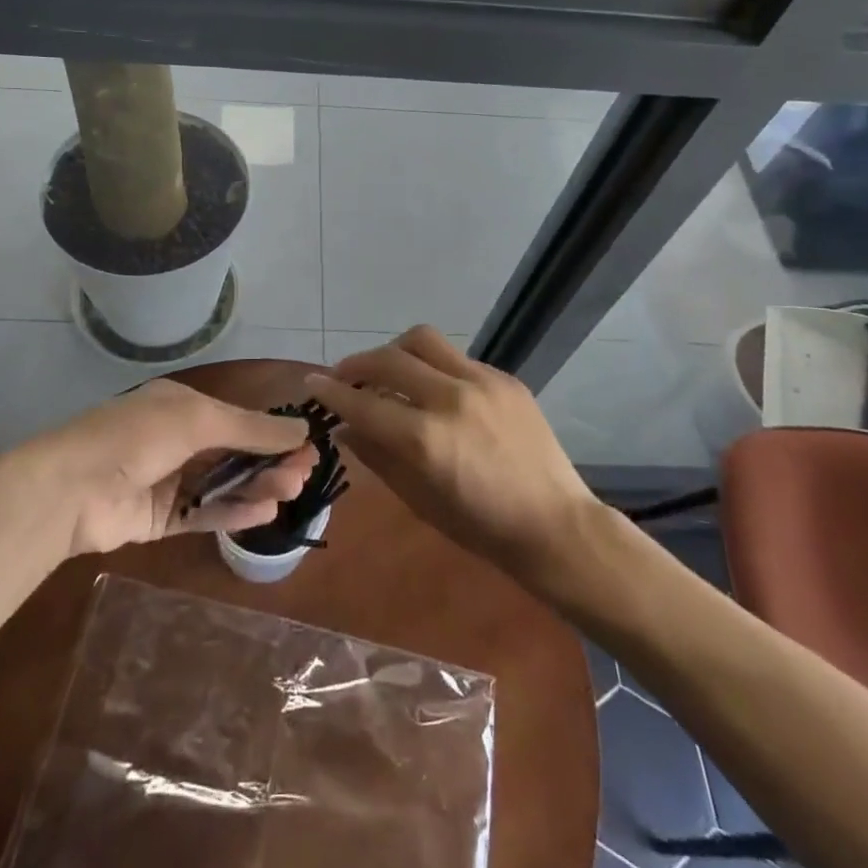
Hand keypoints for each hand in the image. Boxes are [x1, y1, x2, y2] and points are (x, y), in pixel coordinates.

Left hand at [31, 379, 314, 555]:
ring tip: (289, 492)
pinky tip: (263, 512)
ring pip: (223, 484)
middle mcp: (177, 439)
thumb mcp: (199, 420)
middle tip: (302, 475)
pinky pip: (204, 513)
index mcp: (182, 406)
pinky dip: (233, 512)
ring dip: (256, 486)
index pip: (238, 419)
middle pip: (234, 452)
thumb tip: (302, 428)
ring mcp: (168, 480)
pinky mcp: (160, 518)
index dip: (272, 433)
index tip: (307, 447)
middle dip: (269, 461)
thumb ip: (251, 428)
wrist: (71, 488)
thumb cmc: (138, 437)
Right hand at [305, 327, 598, 581]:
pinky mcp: (504, 378)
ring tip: (385, 370)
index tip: (312, 383)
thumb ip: (378, 457)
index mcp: (427, 440)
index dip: (332, 392)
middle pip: (388, 359)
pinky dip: (431, 365)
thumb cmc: (482, 528)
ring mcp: (482, 382)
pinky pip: (455, 357)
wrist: (555, 524)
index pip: (364, 404)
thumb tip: (346, 428)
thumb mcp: (420, 500)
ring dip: (393, 351)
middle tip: (344, 376)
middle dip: (356, 364)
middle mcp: (451, 399)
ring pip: (422, 340)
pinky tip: (431, 387)